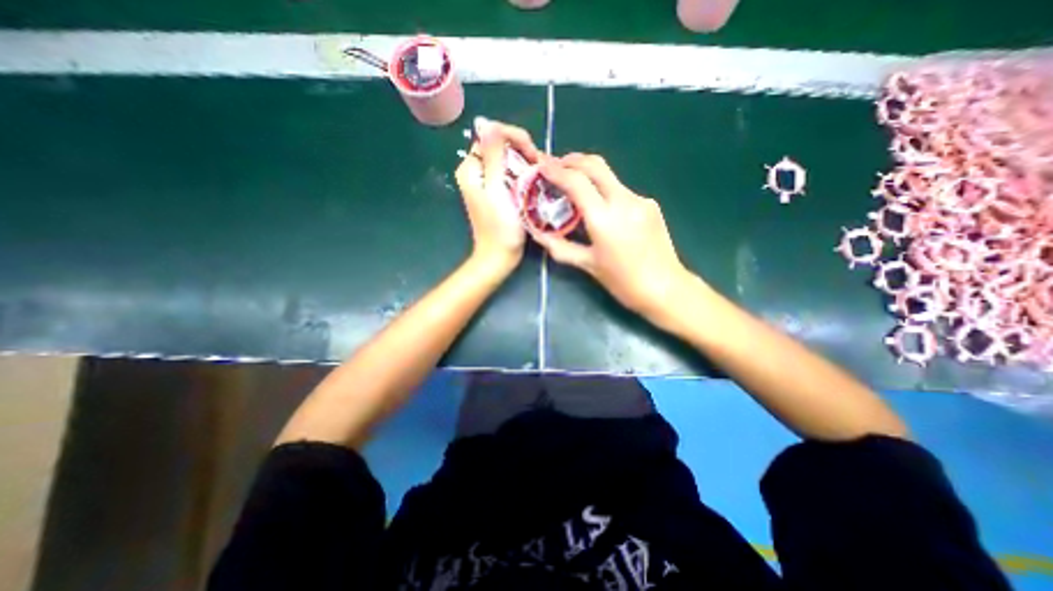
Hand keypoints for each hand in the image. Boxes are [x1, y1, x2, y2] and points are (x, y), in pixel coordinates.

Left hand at [453, 114, 537, 274]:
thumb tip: (487, 123)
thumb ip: (493, 156)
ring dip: (525, 163)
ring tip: (541, 173)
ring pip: (508, 160)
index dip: (514, 138)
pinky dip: (524, 175)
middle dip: (522, 151)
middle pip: (501, 147)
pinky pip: (511, 175)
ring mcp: (487, 183)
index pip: (492, 136)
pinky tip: (536, 181)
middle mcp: (476, 172)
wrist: (500, 256)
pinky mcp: (497, 193)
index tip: (533, 154)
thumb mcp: (496, 190)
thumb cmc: (499, 227)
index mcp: (471, 168)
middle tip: (539, 166)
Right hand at [532, 151, 697, 317]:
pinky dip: (605, 191)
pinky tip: (601, 207)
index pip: (577, 182)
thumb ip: (560, 247)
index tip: (541, 166)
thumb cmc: (623, 281)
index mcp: (604, 218)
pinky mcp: (650, 204)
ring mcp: (640, 200)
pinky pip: (621, 191)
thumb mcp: (588, 265)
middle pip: (596, 165)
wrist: (665, 288)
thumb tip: (538, 235)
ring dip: (589, 174)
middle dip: (572, 160)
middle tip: (556, 166)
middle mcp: (624, 201)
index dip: (556, 171)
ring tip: (574, 186)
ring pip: (610, 176)